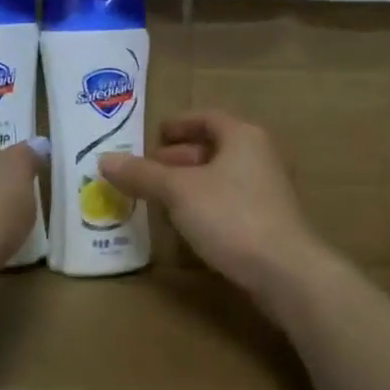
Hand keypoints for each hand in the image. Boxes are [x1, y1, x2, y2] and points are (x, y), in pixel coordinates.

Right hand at [99, 112, 327, 295]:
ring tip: (159, 197)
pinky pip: (229, 202)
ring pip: (220, 177)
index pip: (206, 118)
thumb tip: (104, 159)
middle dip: (178, 157)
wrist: (285, 271)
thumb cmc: (231, 216)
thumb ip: (142, 174)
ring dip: (190, 184)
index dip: (178, 124)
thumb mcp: (178, 191)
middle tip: (148, 169)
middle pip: (213, 148)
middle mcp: (259, 156)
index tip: (153, 135)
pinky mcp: (268, 221)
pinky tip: (185, 223)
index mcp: (242, 137)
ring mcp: (267, 190)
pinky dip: (204, 205)